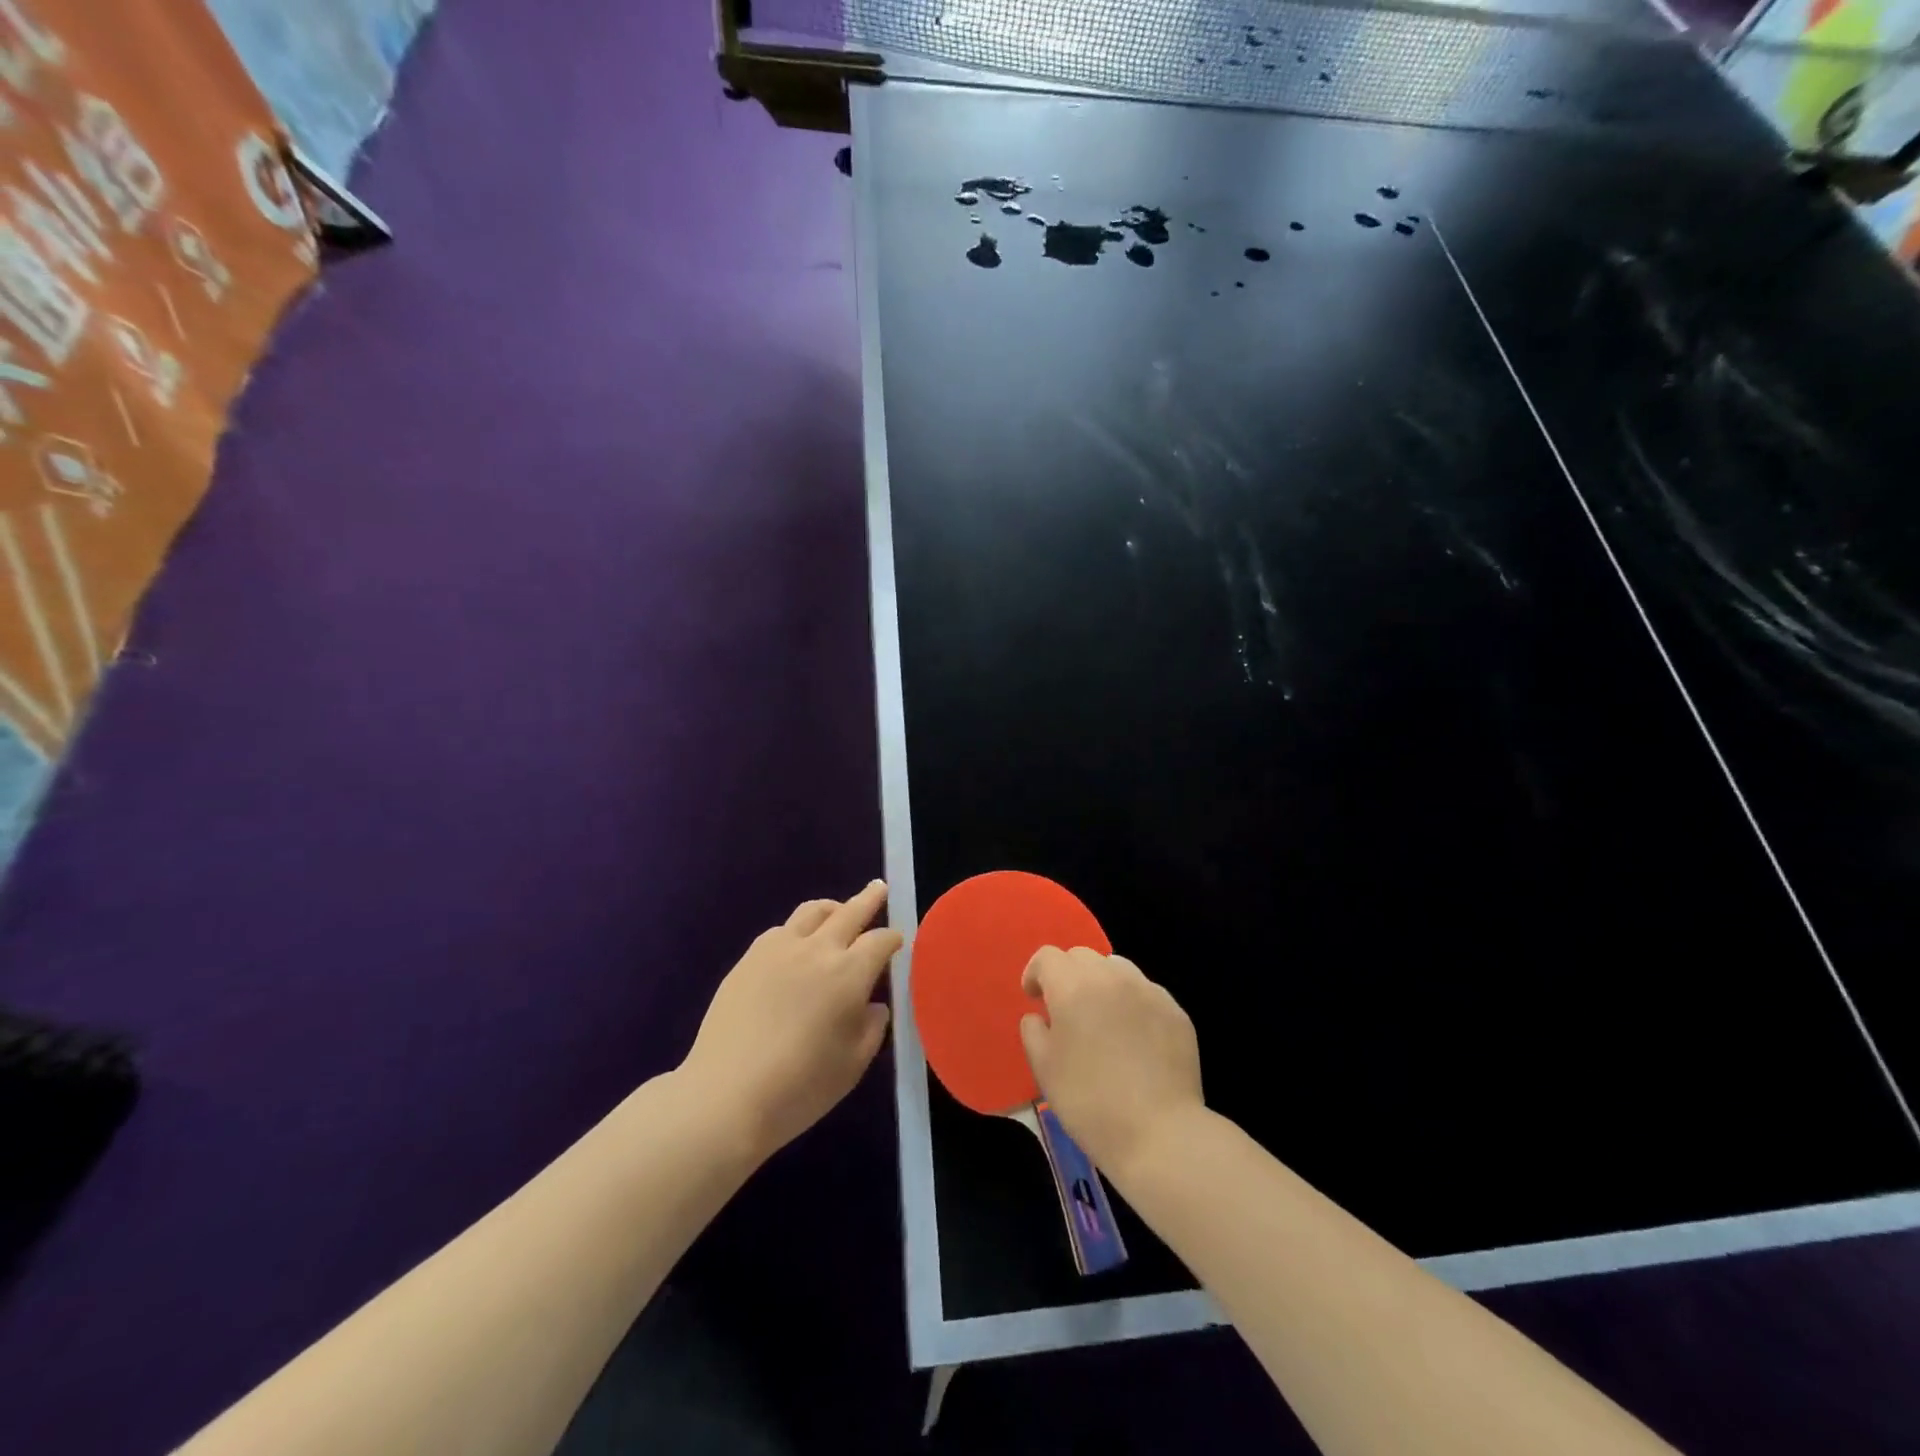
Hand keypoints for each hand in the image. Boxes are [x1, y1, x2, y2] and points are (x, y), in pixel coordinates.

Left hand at [681, 881, 901, 1160]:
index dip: (893, 939)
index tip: (897, 942)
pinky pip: (780, 930)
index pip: (880, 941)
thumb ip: (872, 1028)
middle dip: (870, 899)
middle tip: (879, 888)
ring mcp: (778, 950)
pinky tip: (796, 947)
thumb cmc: (800, 1087)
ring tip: (838, 912)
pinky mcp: (749, 959)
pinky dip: (798, 930)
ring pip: (811, 912)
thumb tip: (872, 1006)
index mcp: (850, 973)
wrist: (726, 1097)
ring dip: (832, 908)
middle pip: (850, 911)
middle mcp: (817, 950)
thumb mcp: (853, 1064)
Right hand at [1020, 946, 1204, 1180]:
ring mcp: (1148, 991)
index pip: (1048, 957)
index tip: (1035, 998)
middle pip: (1082, 956)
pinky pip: (1145, 992)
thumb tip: (1039, 1016)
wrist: (1159, 1133)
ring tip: (1102, 1018)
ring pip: (1117, 967)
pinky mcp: (1175, 1010)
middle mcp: (1112, 977)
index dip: (1036, 973)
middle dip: (1068, 974)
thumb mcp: (1044, 1069)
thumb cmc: (1089, 1102)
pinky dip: (1131, 1003)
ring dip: (1101, 982)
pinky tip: (1134, 1038)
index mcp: (1074, 986)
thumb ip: (1033, 1031)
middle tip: (1066, 1009)